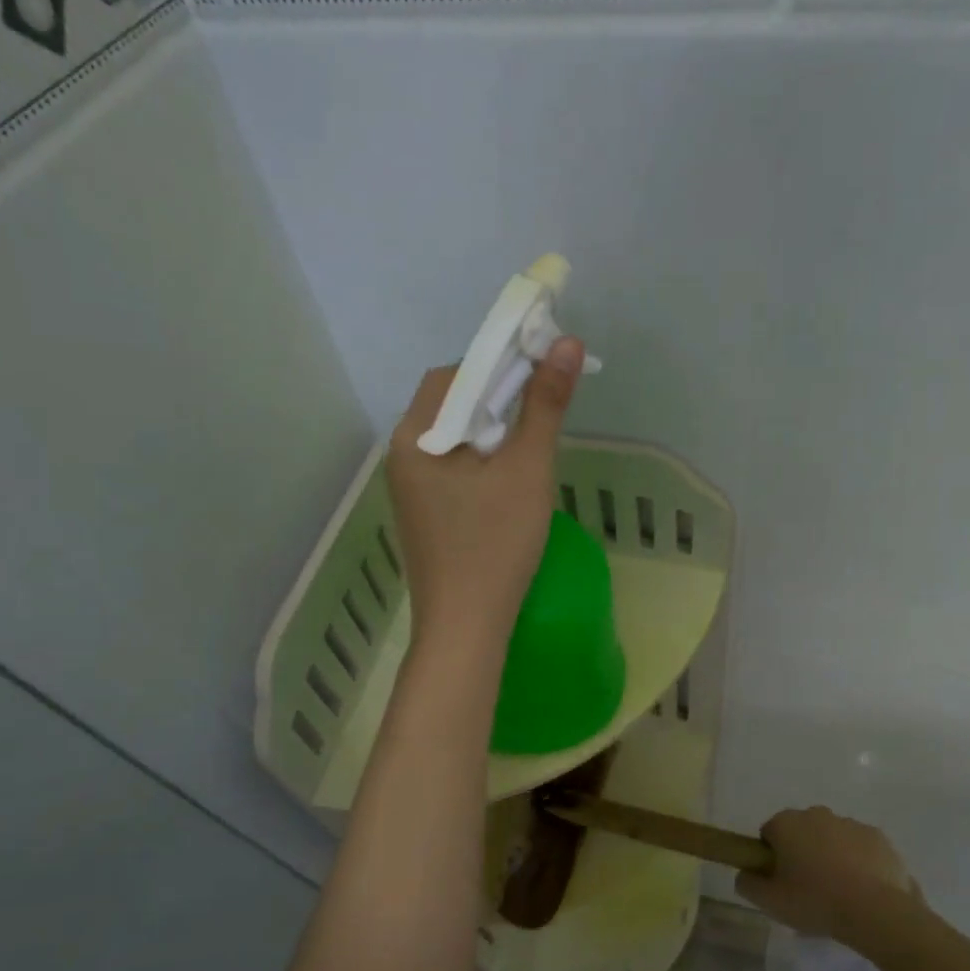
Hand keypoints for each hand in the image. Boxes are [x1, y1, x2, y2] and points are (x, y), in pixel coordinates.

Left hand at [387, 338, 584, 653]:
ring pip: (454, 439)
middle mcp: (402, 457)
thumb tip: (567, 343)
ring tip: (530, 447)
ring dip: (491, 431)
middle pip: (451, 405)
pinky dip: (481, 462)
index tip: (541, 371)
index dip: (498, 364)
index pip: (454, 375)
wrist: (465, 627)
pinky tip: (508, 482)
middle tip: (541, 411)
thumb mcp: (527, 470)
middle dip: (497, 399)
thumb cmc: (495, 545)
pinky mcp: (424, 514)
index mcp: (415, 438)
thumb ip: (545, 404)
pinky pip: (452, 469)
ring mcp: (409, 489)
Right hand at [736, 806, 919, 942]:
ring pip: (832, 838)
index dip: (771, 858)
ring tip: (838, 893)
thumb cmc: (815, 901)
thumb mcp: (769, 901)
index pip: (769, 833)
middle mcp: (817, 814)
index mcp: (787, 823)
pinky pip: (860, 848)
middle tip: (807, 889)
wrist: (875, 911)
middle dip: (802, 853)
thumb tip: (745, 874)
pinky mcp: (878, 837)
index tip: (780, 882)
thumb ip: (748, 883)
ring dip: (830, 856)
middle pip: (801, 832)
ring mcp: (850, 823)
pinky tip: (862, 890)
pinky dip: (858, 862)